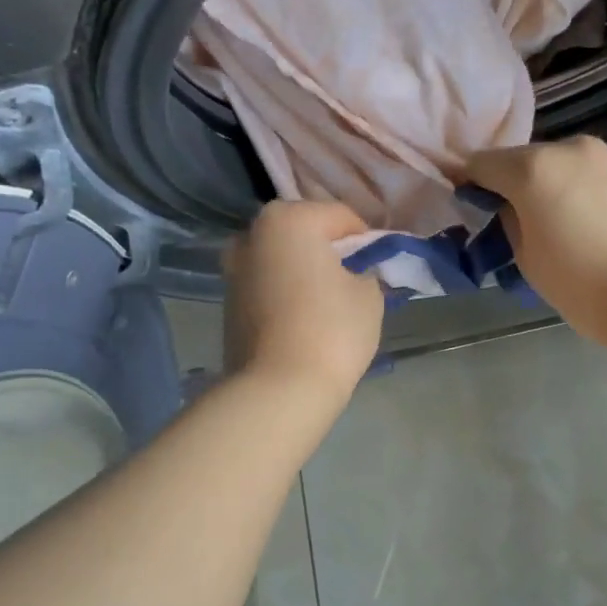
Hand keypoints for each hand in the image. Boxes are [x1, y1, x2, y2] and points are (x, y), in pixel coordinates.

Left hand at [224, 201, 384, 402]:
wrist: (278, 388)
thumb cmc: (332, 330)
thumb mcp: (369, 294)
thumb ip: (366, 270)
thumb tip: (356, 273)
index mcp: (289, 219)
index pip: (342, 217)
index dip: (367, 241)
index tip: (378, 268)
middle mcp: (252, 234)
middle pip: (305, 233)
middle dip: (329, 252)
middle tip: (353, 283)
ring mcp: (233, 269)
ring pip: (282, 259)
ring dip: (304, 272)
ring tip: (327, 304)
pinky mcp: (228, 302)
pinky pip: (267, 286)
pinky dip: (285, 293)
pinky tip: (303, 320)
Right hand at [463, 137, 606, 343]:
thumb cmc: (580, 285)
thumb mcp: (526, 257)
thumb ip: (509, 220)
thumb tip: (508, 205)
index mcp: (533, 168)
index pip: (481, 164)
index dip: (469, 183)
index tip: (468, 206)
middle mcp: (567, 148)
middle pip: (520, 159)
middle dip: (509, 183)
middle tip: (509, 220)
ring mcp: (603, 155)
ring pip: (555, 163)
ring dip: (543, 184)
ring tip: (549, 222)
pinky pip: (583, 172)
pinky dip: (572, 187)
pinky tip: (579, 220)